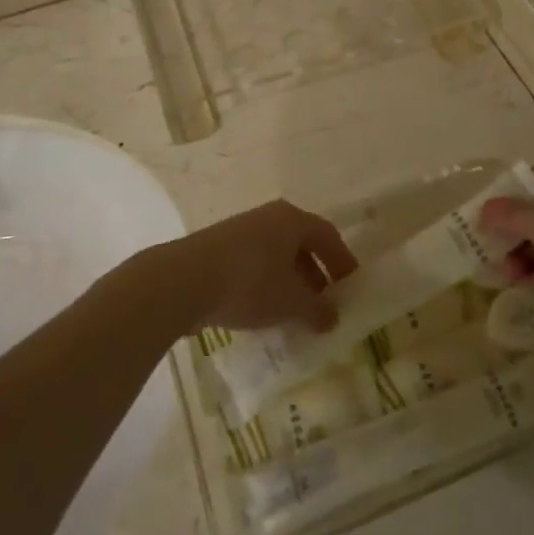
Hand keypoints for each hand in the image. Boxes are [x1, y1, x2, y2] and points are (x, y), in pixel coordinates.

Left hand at [145, 199, 359, 333]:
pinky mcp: (216, 248)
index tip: (350, 286)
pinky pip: (253, 263)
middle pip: (301, 243)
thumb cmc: (250, 283)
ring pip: (275, 254)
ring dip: (289, 280)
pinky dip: (265, 283)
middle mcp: (268, 217)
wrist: (183, 280)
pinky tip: (262, 310)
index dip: (342, 261)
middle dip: (315, 273)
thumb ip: (317, 310)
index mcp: (292, 220)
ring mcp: (240, 230)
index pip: (327, 235)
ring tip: (293, 311)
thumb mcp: (291, 303)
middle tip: (323, 302)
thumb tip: (332, 317)